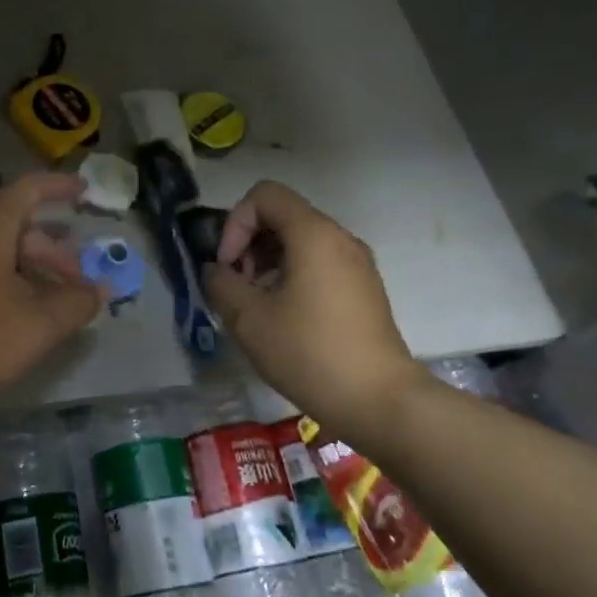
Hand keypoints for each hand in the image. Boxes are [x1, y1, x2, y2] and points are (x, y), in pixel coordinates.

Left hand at [0, 172, 102, 420]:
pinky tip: (13, 328)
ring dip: (28, 275)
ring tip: (53, 307)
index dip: (60, 187)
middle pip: (14, 227)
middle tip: (78, 280)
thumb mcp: (35, 324)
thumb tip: (99, 289)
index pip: (30, 189)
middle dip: (52, 249)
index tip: (86, 191)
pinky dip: (3, 293)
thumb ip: (74, 304)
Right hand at [203, 181, 425, 432]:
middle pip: (282, 216)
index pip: (264, 195)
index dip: (235, 223)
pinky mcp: (363, 289)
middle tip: (237, 287)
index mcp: (314, 234)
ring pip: (300, 241)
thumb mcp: (249, 320)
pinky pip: (319, 263)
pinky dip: (292, 276)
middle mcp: (339, 238)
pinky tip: (283, 318)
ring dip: (267, 263)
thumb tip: (216, 271)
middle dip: (249, 244)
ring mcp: (357, 263)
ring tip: (256, 306)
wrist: (380, 401)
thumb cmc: (310, 353)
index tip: (228, 266)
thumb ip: (221, 285)